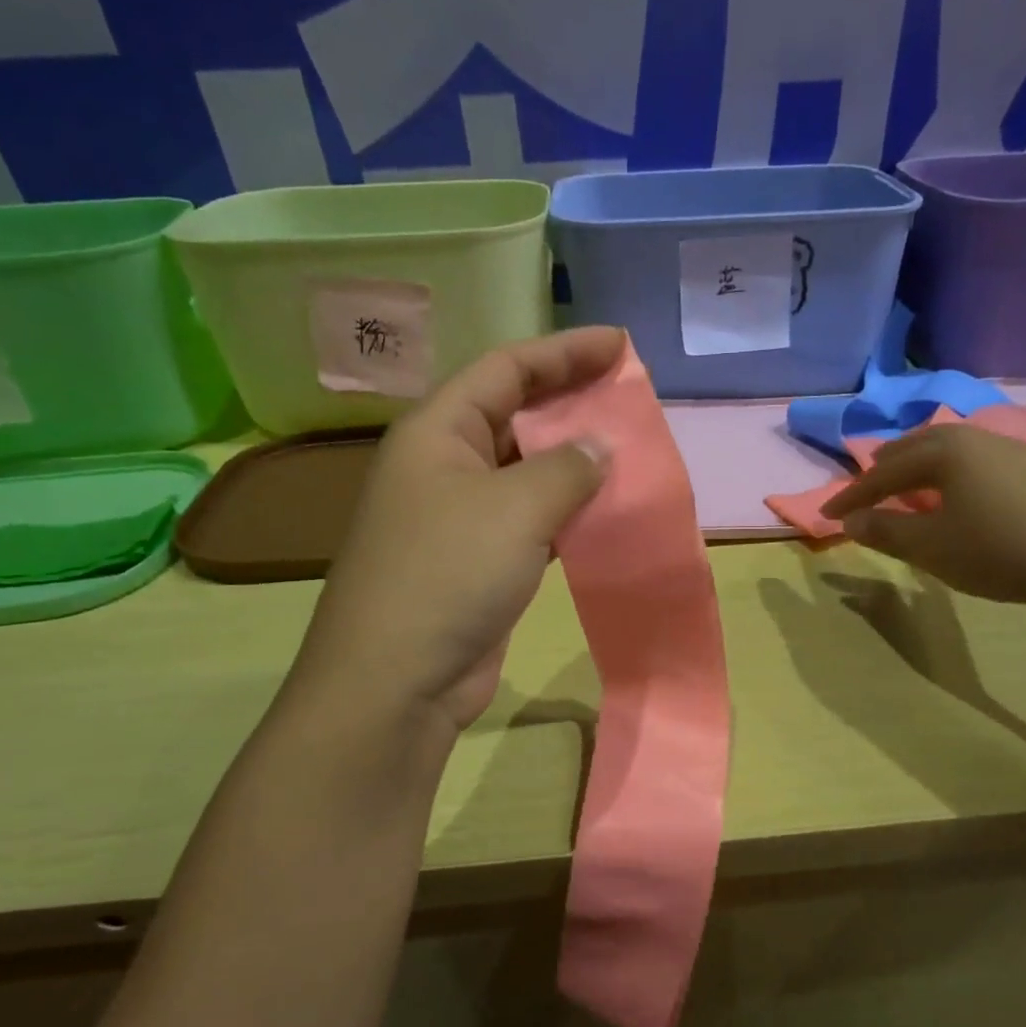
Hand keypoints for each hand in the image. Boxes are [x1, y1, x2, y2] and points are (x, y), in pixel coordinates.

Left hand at [291, 328, 622, 736]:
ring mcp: (459, 517)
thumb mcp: (515, 508)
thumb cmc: (448, 575)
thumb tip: (599, 446)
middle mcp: (444, 466)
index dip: (563, 351)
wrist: (397, 681)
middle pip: (514, 414)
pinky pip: (530, 520)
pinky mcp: (478, 562)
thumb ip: (566, 468)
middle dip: (570, 402)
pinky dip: (566, 512)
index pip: (506, 368)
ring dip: (572, 462)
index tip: (619, 345)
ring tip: (627, 451)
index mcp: (438, 432)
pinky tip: (603, 513)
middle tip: (628, 398)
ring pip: (525, 471)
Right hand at [823, 425, 1025, 611]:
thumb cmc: (997, 550)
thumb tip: (850, 520)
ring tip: (908, 486)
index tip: (826, 514)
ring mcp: (1011, 449)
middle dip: (884, 468)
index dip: (851, 495)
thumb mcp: (930, 547)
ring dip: (920, 467)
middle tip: (864, 487)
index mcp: (942, 451)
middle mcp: (974, 438)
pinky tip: (960, 495)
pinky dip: (952, 474)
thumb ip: (884, 530)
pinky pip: (976, 462)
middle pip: (916, 447)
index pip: (882, 472)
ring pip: (950, 450)